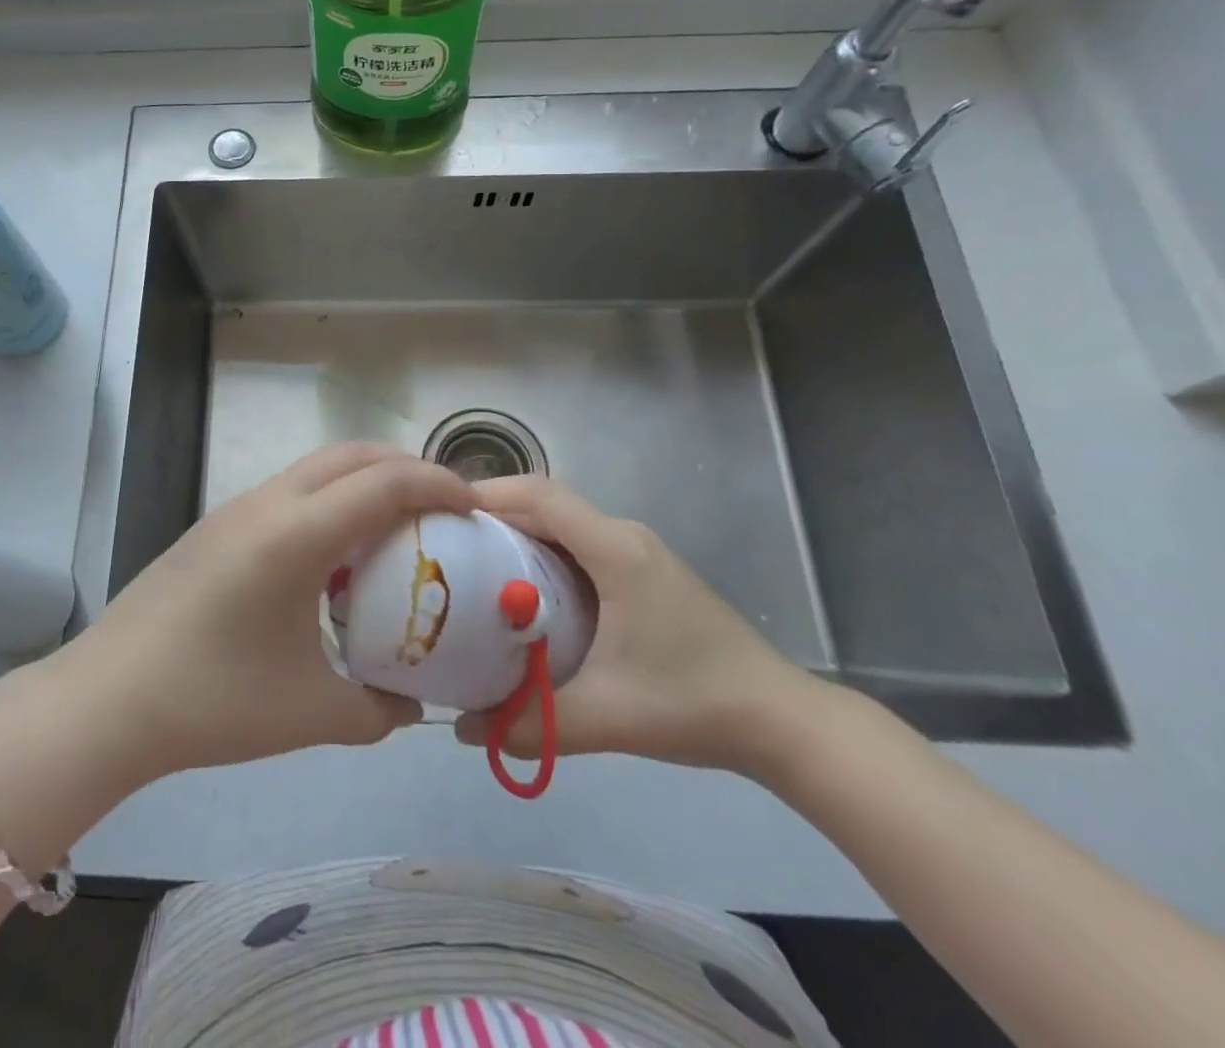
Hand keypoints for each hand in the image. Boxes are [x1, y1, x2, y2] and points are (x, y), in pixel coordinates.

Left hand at [53, 443, 475, 786]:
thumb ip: (378, 709)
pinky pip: (289, 492)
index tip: (475, 508)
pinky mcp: (215, 526)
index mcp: (297, 534)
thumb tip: (413, 704)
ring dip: (363, 480)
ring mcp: (235, 509)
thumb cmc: (214, 701)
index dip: (439, 484)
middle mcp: (268, 503)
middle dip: (406, 467)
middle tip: (443, 507)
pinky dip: (329, 500)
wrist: (109, 698)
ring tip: (395, 527)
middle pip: (351, 455)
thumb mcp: (312, 714)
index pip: (385, 482)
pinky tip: (332, 557)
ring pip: (316, 468)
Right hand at [454, 476, 825, 776]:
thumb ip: (530, 725)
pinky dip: (543, 554)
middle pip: (545, 503)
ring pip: (562, 524)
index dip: (487, 493)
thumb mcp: (605, 717)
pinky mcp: (644, 573)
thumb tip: (462, 730)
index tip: (441, 513)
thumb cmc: (693, 703)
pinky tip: (525, 594)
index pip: (539, 495)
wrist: (783, 723)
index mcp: (613, 549)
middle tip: (446, 545)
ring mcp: (637, 553)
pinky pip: (579, 545)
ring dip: (518, 534)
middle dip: (493, 515)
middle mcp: (623, 536)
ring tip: (472, 566)